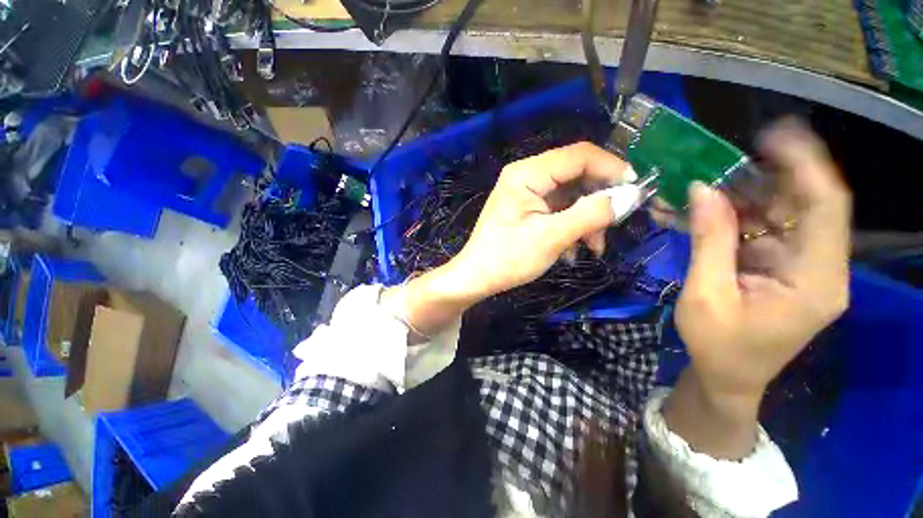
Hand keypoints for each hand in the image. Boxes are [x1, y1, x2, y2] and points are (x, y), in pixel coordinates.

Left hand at [387, 142, 633, 338]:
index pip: (579, 155)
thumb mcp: (551, 237)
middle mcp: (526, 175)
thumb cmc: (508, 259)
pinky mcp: (527, 208)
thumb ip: (591, 214)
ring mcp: (526, 193)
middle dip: (598, 200)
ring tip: (593, 247)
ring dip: (587, 219)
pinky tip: (572, 250)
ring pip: (570, 195)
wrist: (477, 278)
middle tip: (613, 226)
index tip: (636, 190)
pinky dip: (572, 226)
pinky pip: (559, 209)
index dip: (611, 168)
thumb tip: (631, 196)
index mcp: (527, 173)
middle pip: (576, 175)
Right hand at [665, 120, 850, 457]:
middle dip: (766, 177)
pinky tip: (707, 209)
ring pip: (783, 214)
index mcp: (815, 280)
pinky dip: (737, 215)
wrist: (728, 377)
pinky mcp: (784, 267)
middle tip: (721, 160)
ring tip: (704, 183)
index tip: (772, 136)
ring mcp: (803, 266)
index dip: (805, 165)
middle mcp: (820, 267)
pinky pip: (765, 229)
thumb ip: (709, 241)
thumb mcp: (706, 295)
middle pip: (805, 205)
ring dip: (745, 195)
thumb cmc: (718, 346)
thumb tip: (702, 189)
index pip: (826, 208)